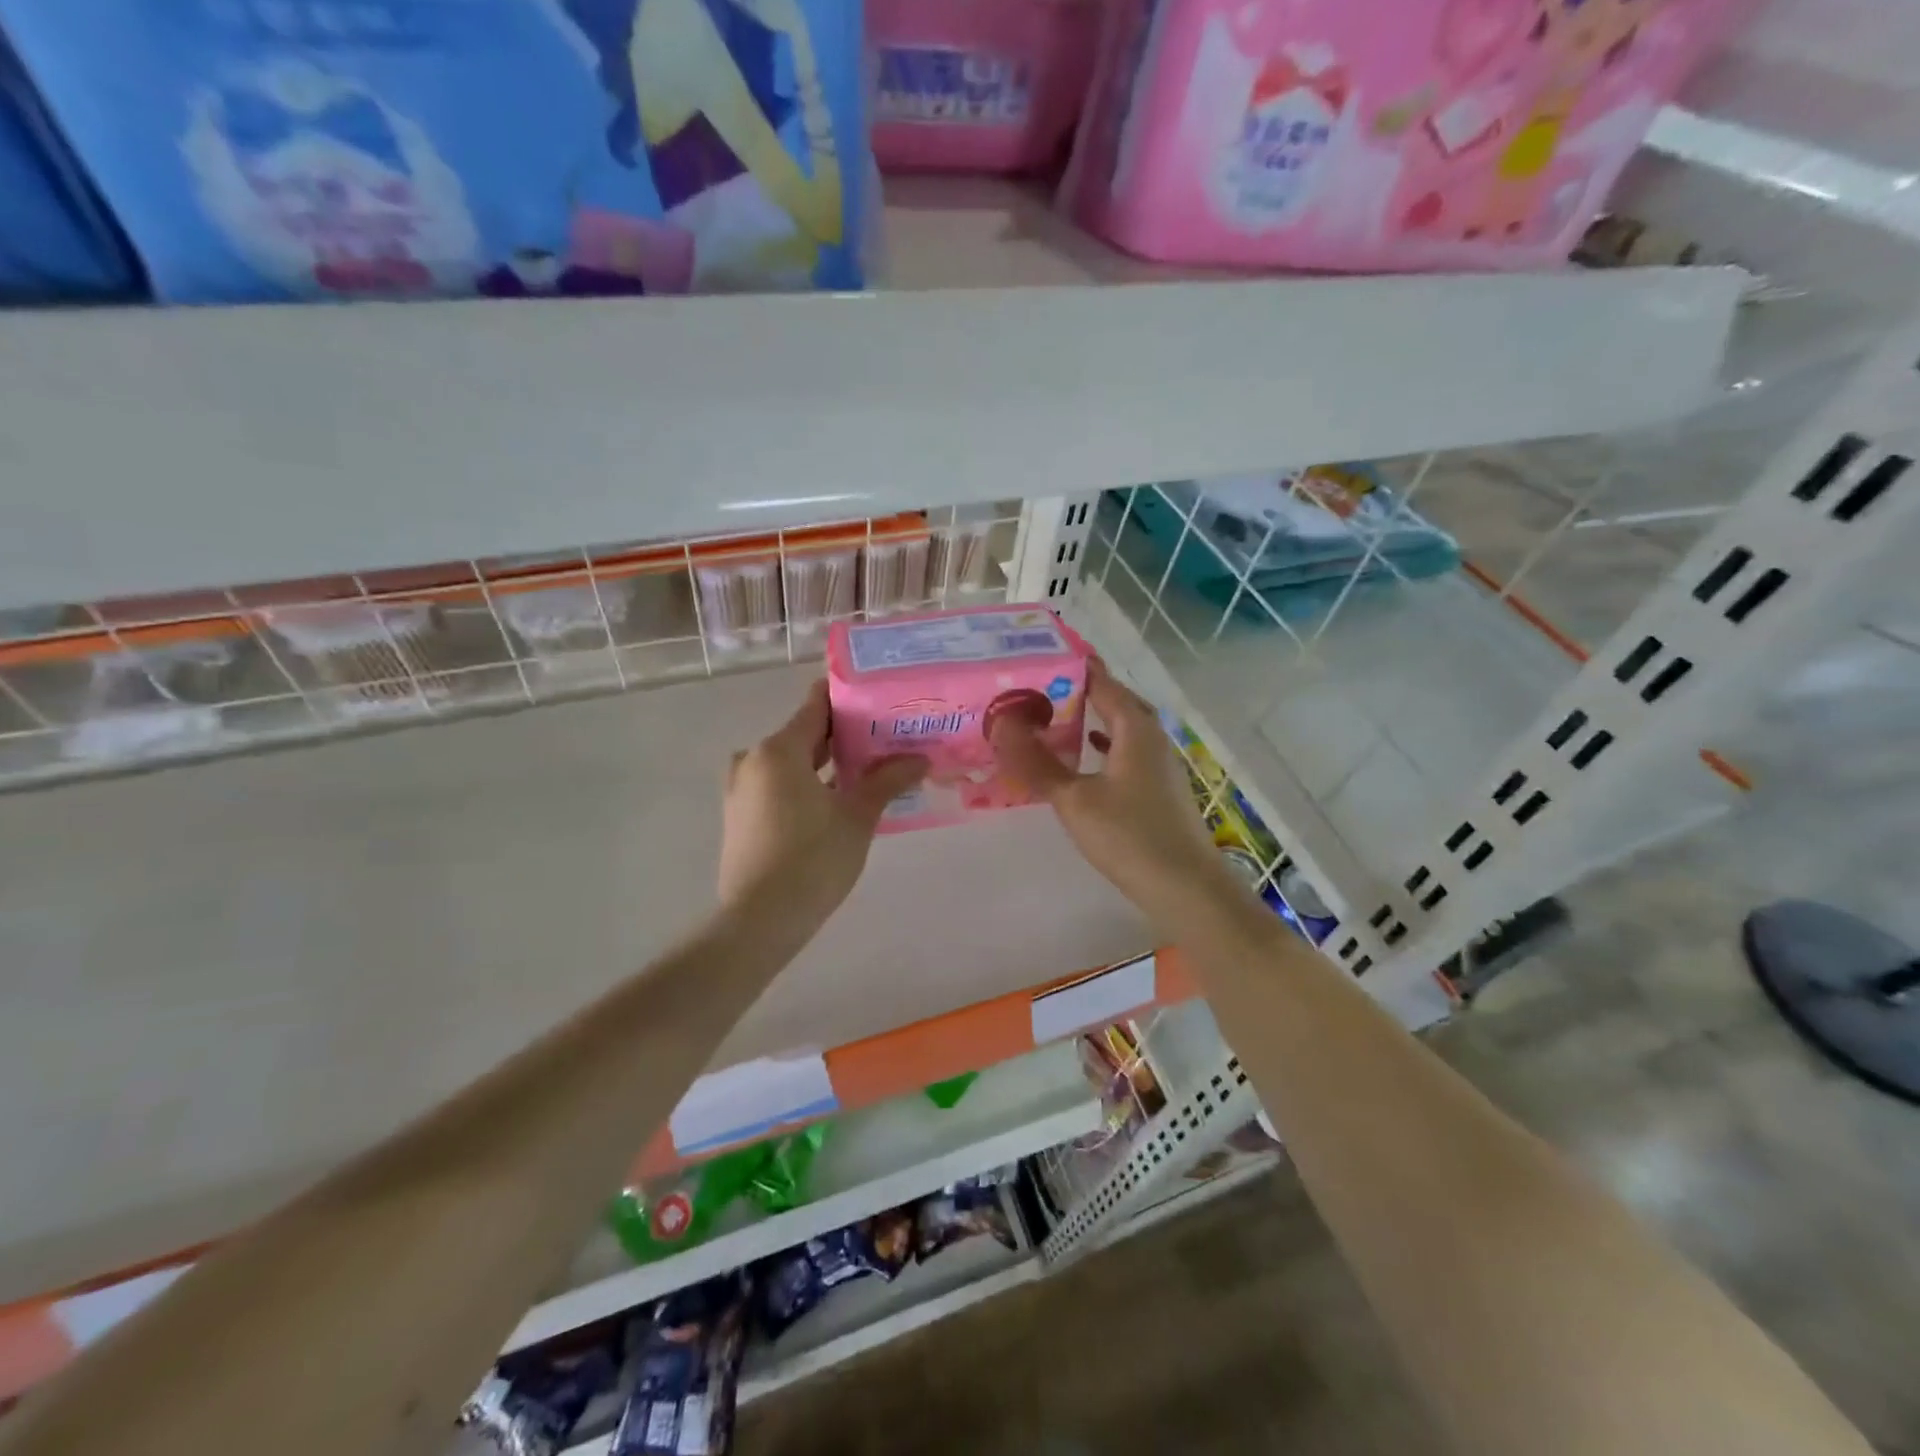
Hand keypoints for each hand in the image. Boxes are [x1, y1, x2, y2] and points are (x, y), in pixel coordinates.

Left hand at [719, 680, 926, 921]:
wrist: (760, 920)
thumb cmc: (813, 860)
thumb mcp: (857, 817)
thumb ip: (886, 781)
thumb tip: (919, 759)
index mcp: (779, 750)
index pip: (816, 706)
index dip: (847, 699)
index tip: (878, 700)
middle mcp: (753, 760)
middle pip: (803, 734)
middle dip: (842, 736)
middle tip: (884, 739)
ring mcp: (741, 790)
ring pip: (789, 763)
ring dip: (823, 764)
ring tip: (864, 771)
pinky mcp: (739, 817)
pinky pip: (776, 786)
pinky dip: (803, 785)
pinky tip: (833, 802)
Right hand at [990, 660, 1240, 931]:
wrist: (1185, 888)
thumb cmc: (1129, 836)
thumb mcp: (1074, 799)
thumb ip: (1037, 762)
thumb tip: (1002, 724)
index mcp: (1135, 729)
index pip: (1103, 683)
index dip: (1075, 666)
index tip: (1041, 655)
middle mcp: (1152, 738)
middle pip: (1117, 702)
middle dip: (1083, 691)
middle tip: (1044, 687)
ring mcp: (1161, 765)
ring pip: (1124, 728)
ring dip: (1094, 719)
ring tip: (1059, 716)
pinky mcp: (1160, 790)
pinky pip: (1128, 752)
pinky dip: (1105, 746)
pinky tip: (1088, 757)